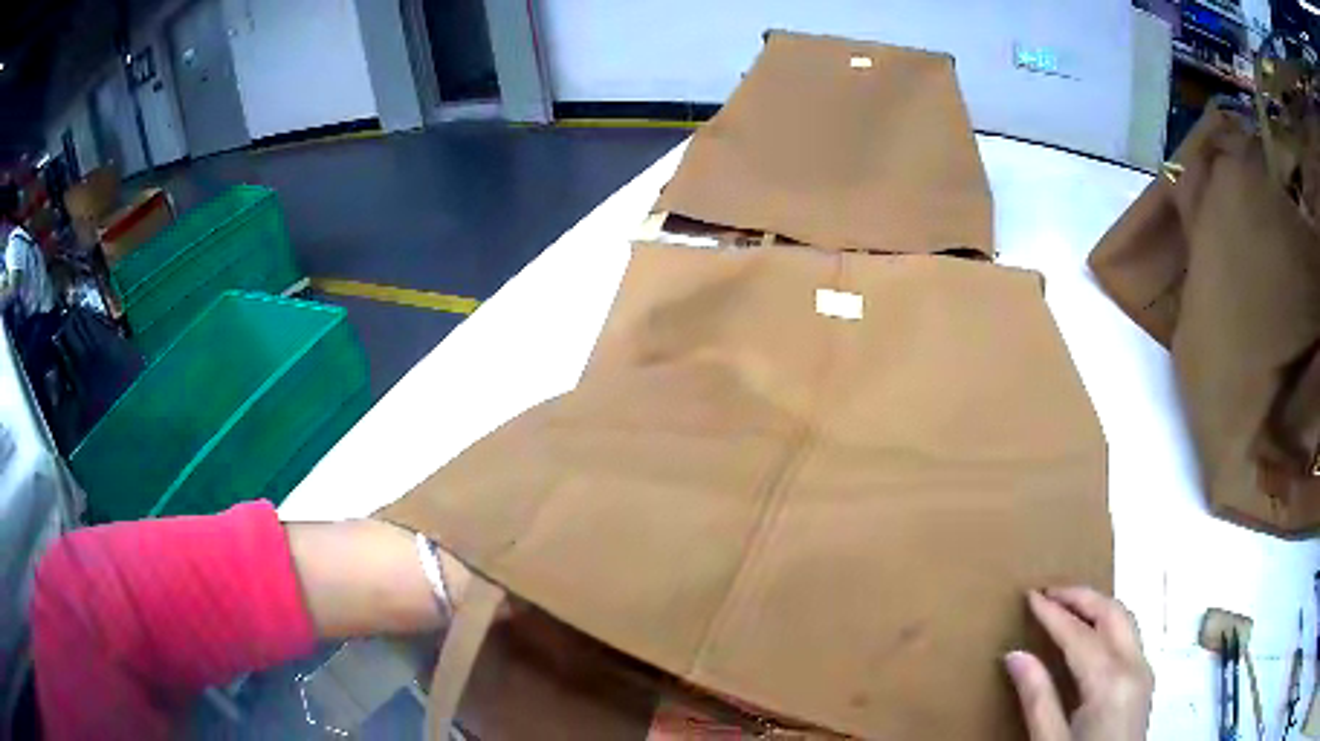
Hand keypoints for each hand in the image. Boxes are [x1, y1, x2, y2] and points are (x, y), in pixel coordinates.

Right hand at [1005, 587, 1153, 740]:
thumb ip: (1037, 699)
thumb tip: (1015, 655)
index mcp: (1110, 683)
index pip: (1080, 635)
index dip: (1053, 613)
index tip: (1030, 596)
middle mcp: (1134, 665)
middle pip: (1112, 612)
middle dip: (1081, 596)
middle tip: (1048, 591)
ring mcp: (1144, 670)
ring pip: (1125, 619)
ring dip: (1096, 605)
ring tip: (1067, 605)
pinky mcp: (1143, 679)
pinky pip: (1129, 635)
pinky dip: (1108, 622)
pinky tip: (1090, 633)